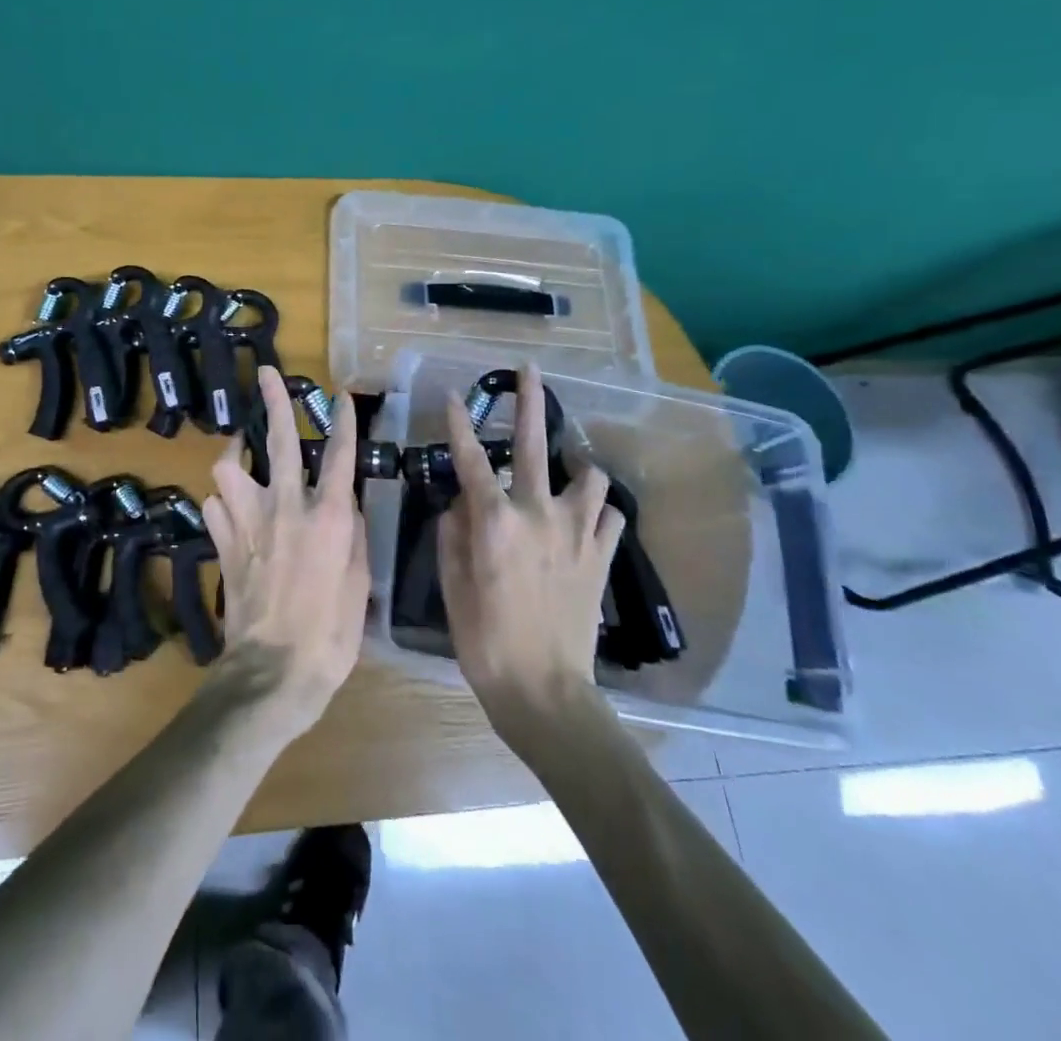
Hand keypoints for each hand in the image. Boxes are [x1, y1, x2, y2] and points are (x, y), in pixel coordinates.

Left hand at [202, 367, 370, 732]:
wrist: (274, 672)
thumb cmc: (330, 633)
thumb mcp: (358, 582)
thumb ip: (350, 533)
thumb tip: (341, 502)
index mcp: (327, 517)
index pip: (339, 455)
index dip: (342, 421)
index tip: (342, 395)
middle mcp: (285, 507)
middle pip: (278, 441)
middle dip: (274, 402)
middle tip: (268, 373)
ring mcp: (247, 522)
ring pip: (228, 467)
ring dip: (234, 454)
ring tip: (240, 451)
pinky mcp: (222, 543)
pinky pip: (214, 506)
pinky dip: (221, 502)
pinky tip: (229, 508)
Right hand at [438, 361, 626, 719]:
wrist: (544, 689)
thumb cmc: (484, 639)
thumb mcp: (451, 585)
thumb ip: (453, 534)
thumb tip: (460, 504)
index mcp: (494, 520)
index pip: (470, 459)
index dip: (459, 424)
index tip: (455, 396)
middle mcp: (537, 513)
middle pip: (535, 445)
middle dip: (530, 402)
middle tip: (529, 371)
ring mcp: (577, 532)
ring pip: (589, 475)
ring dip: (576, 467)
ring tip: (568, 469)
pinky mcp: (602, 555)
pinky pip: (609, 514)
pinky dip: (598, 508)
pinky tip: (588, 515)